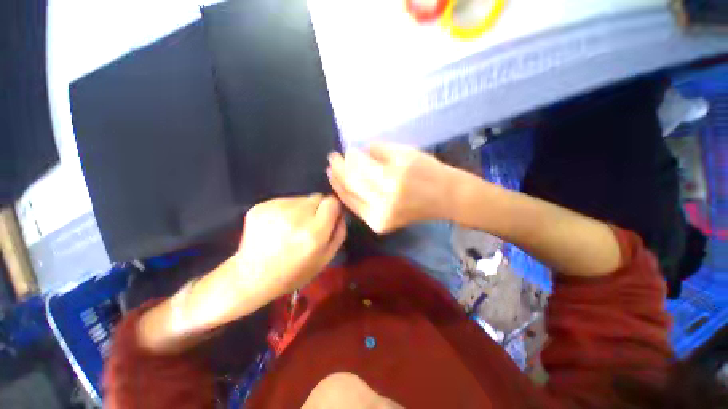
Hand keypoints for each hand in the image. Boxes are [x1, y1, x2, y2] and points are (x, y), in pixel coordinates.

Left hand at [237, 194, 346, 298]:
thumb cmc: (294, 272)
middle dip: (318, 208)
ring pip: (301, 198)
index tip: (328, 217)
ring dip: (301, 209)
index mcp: (314, 232)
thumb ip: (339, 232)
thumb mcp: (326, 259)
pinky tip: (278, 226)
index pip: (332, 201)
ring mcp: (276, 209)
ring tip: (292, 227)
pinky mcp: (261, 206)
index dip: (332, 208)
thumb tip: (341, 213)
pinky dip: (286, 210)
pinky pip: (284, 201)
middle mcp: (296, 216)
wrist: (252, 276)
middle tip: (309, 225)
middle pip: (317, 197)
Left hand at [327, 143, 454, 233]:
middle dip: (339, 170)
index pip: (360, 167)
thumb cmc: (427, 171)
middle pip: (351, 184)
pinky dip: (347, 197)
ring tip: (331, 171)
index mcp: (393, 180)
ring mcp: (380, 218)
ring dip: (338, 184)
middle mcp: (384, 202)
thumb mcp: (404, 153)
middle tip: (332, 158)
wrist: (444, 198)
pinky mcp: (379, 226)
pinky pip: (357, 209)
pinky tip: (341, 187)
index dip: (348, 158)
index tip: (343, 151)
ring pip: (350, 198)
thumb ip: (376, 152)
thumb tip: (355, 155)